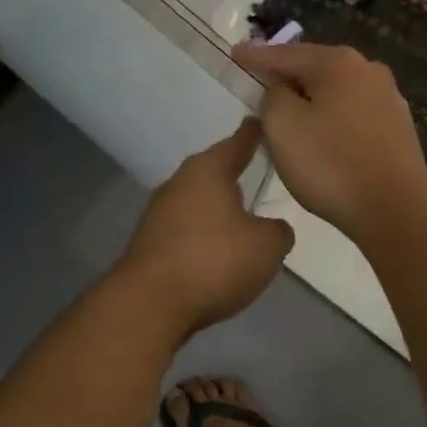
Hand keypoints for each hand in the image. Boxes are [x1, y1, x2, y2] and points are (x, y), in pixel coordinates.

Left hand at [115, 119, 293, 336]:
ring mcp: (158, 215)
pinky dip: (203, 238)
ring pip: (197, 203)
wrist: (149, 305)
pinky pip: (186, 232)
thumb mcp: (267, 246)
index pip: (237, 143)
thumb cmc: (214, 261)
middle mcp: (179, 184)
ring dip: (217, 210)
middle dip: (233, 175)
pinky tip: (217, 254)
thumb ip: (278, 231)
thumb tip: (272, 228)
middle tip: (256, 174)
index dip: (253, 134)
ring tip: (242, 219)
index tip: (260, 121)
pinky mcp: (149, 245)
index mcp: (208, 171)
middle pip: (212, 172)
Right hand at [232, 41, 426, 240]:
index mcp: (338, 62)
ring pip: (337, 91)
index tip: (236, 54)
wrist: (395, 209)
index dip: (256, 56)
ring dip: (312, 98)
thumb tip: (284, 89)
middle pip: (316, 67)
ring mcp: (388, 97)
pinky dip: (333, 117)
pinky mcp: (398, 127)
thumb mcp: (283, 125)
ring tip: (290, 110)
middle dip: (288, 75)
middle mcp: (368, 69)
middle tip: (261, 81)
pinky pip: (354, 113)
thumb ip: (273, 96)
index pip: (285, 54)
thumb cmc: (331, 164)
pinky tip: (324, 133)